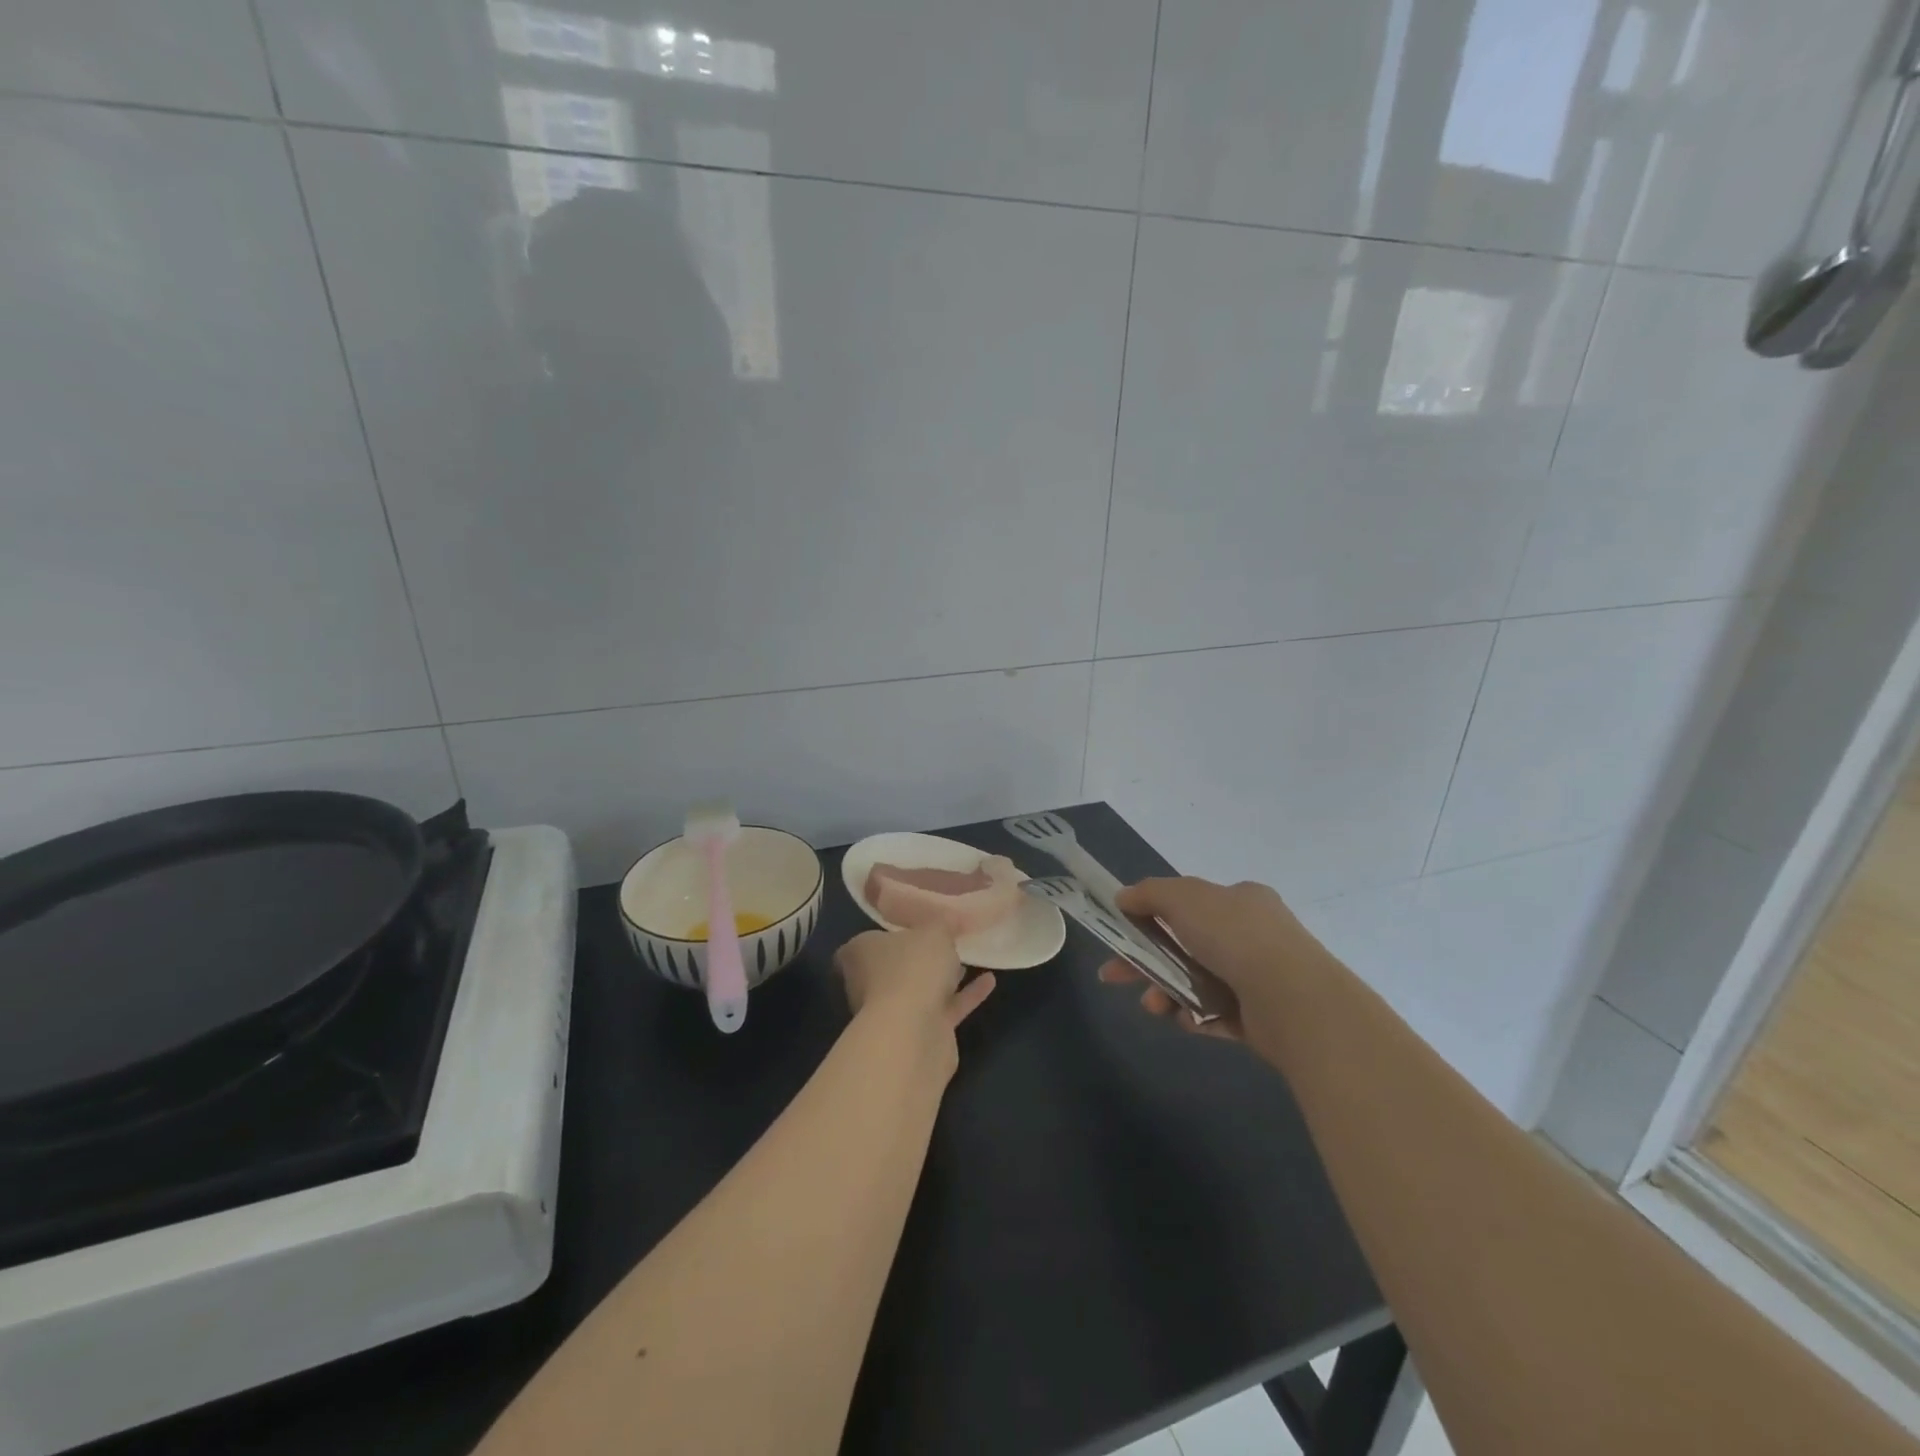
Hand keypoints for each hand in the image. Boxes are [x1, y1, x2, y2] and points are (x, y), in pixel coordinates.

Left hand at [836, 927, 996, 1044]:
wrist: (914, 1033)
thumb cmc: (912, 968)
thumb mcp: (934, 930)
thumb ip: (942, 924)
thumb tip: (948, 919)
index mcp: (860, 954)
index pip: (866, 942)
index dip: (886, 934)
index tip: (909, 926)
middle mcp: (869, 984)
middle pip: (893, 967)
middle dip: (916, 957)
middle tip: (943, 941)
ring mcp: (893, 1013)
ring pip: (919, 989)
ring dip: (941, 978)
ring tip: (968, 958)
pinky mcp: (920, 1034)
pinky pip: (945, 1008)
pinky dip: (965, 995)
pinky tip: (989, 981)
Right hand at [1097, 876, 1323, 1044]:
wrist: (1293, 999)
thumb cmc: (1235, 936)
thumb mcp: (1184, 898)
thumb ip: (1149, 893)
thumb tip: (1122, 896)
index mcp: (1240, 900)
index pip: (1190, 903)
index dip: (1152, 915)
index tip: (1124, 931)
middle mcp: (1251, 935)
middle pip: (1185, 944)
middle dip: (1146, 960)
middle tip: (1113, 974)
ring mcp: (1258, 977)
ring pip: (1195, 981)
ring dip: (1165, 991)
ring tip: (1153, 1006)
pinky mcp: (1259, 1018)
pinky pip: (1214, 1014)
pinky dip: (1193, 1016)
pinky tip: (1183, 1019)